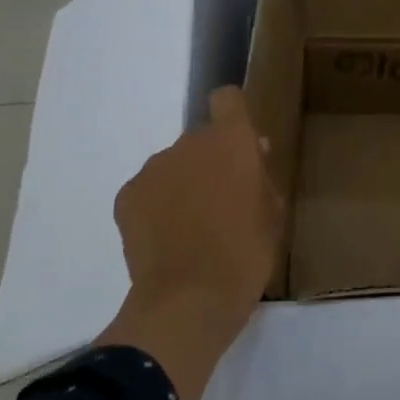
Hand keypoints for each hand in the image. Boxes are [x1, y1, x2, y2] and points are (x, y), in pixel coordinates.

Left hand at [113, 85, 284, 316]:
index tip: (242, 144)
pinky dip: (157, 205)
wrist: (189, 300)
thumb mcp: (273, 214)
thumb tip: (254, 153)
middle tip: (222, 200)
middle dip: (211, 160)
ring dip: (183, 182)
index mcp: (230, 141)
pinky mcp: (127, 196)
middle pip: (201, 138)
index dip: (234, 114)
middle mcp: (188, 143)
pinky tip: (166, 238)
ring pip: (173, 164)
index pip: (228, 99)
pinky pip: (148, 190)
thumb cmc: (245, 254)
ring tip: (191, 225)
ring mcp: (153, 169)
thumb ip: (262, 177)